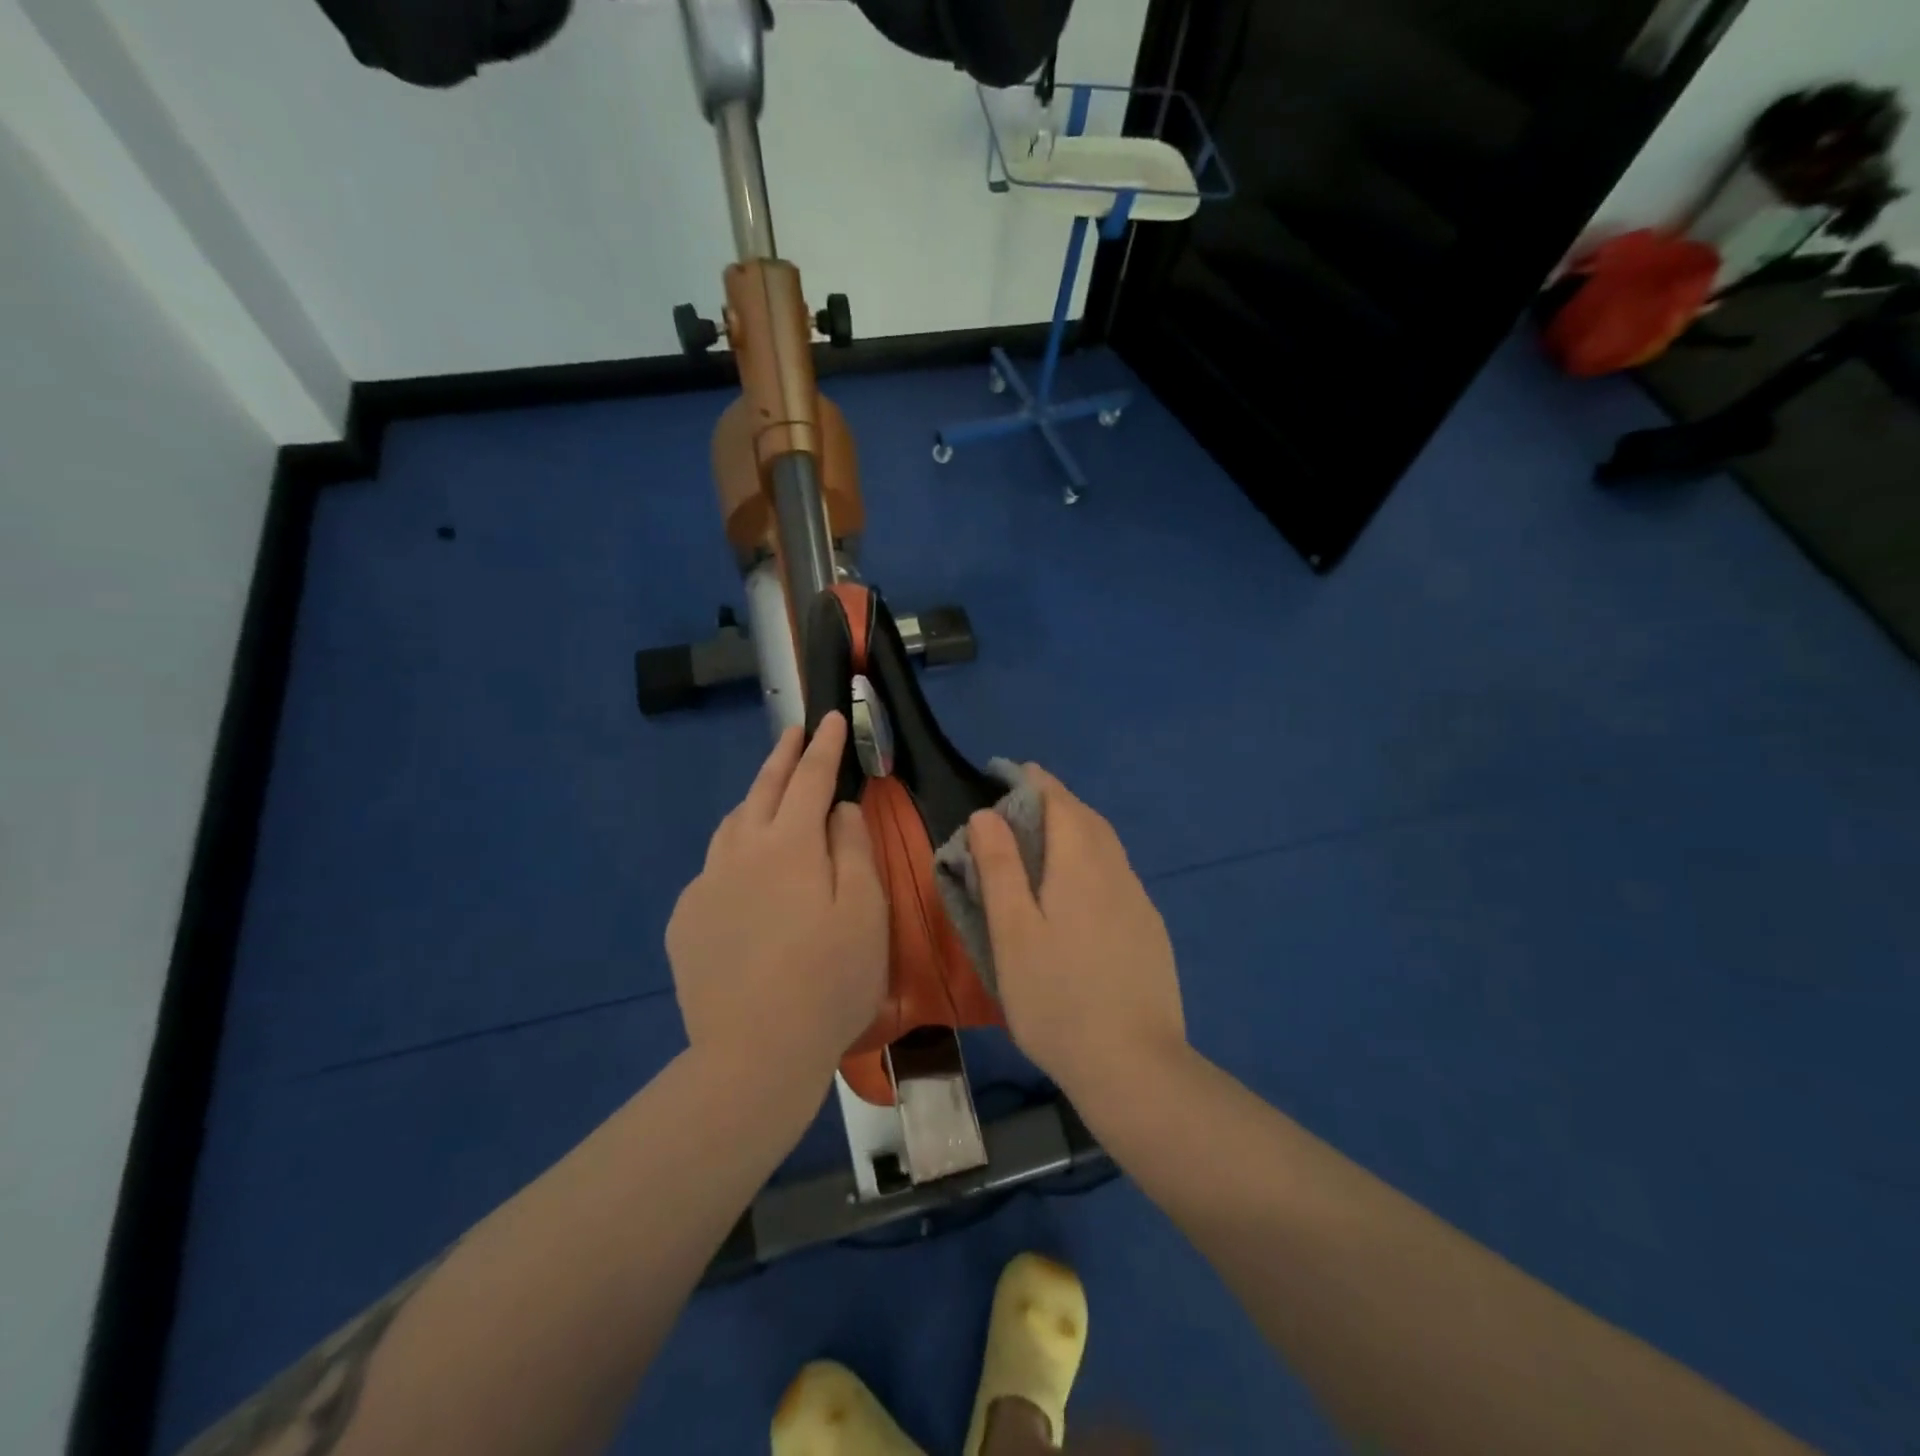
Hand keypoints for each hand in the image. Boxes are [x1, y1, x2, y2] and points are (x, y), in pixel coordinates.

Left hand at [666, 713, 887, 1090]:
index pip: (810, 779)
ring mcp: (706, 885)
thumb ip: (854, 848)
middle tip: (793, 732)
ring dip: (753, 800)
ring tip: (769, 794)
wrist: (755, 1053)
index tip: (828, 718)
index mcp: (789, 844)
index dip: (823, 746)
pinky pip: (713, 870)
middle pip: (762, 790)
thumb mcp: (865, 910)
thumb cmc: (829, 980)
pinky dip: (734, 854)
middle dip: (781, 756)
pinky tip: (744, 874)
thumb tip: (840, 809)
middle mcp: (740, 852)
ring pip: (731, 826)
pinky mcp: (686, 921)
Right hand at [968, 767, 1186, 1109]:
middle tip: (1023, 803)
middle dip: (1057, 801)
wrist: (1134, 1066)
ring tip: (1047, 839)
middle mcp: (1117, 872)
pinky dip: (1094, 861)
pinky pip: (1118, 876)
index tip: (1011, 771)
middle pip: (1088, 819)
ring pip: (1107, 847)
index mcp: (1081, 865)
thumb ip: (1000, 868)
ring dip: (1078, 829)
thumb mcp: (1012, 932)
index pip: (1060, 802)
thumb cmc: (1057, 997)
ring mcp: (1139, 903)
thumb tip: (986, 814)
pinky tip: (1080, 890)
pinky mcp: (1150, 931)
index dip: (1035, 781)